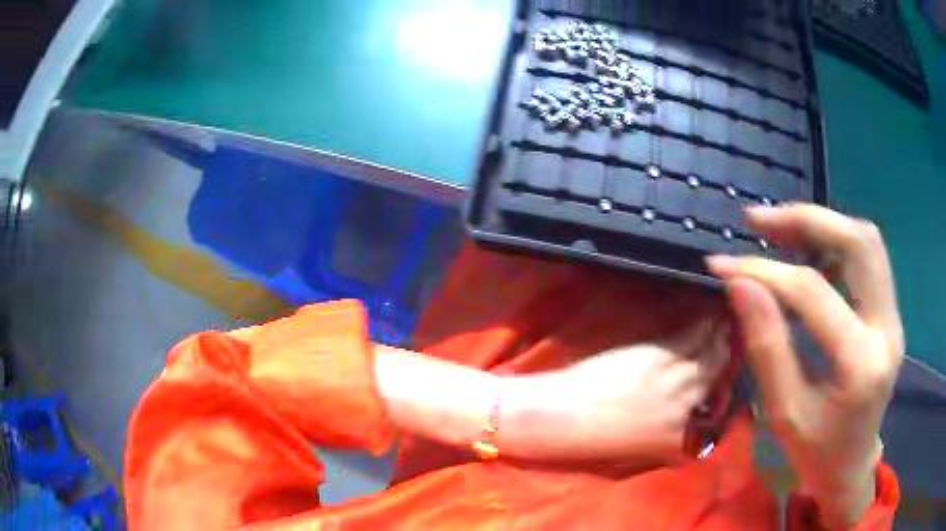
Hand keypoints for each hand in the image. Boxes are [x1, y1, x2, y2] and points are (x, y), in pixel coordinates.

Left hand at [503, 318, 729, 461]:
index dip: (721, 382)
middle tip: (734, 331)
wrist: (562, 421)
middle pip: (717, 374)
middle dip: (728, 351)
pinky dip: (704, 320)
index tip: (726, 366)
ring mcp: (677, 380)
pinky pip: (693, 333)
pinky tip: (708, 307)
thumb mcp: (639, 442)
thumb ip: (666, 427)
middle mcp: (687, 409)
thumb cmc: (592, 435)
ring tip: (727, 314)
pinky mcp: (661, 355)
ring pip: (712, 351)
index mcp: (679, 437)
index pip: (713, 407)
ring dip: (721, 331)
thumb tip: (683, 407)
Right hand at [706, 204, 903, 529]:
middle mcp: (887, 330)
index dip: (765, 272)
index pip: (814, 294)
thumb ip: (766, 347)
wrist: (851, 469)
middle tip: (760, 222)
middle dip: (807, 220)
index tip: (723, 264)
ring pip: (867, 242)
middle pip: (858, 243)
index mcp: (860, 365)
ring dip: (824, 226)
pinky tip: (811, 256)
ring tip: (781, 232)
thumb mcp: (783, 413)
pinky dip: (837, 244)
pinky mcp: (891, 315)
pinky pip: (869, 260)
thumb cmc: (815, 455)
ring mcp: (894, 318)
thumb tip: (740, 285)